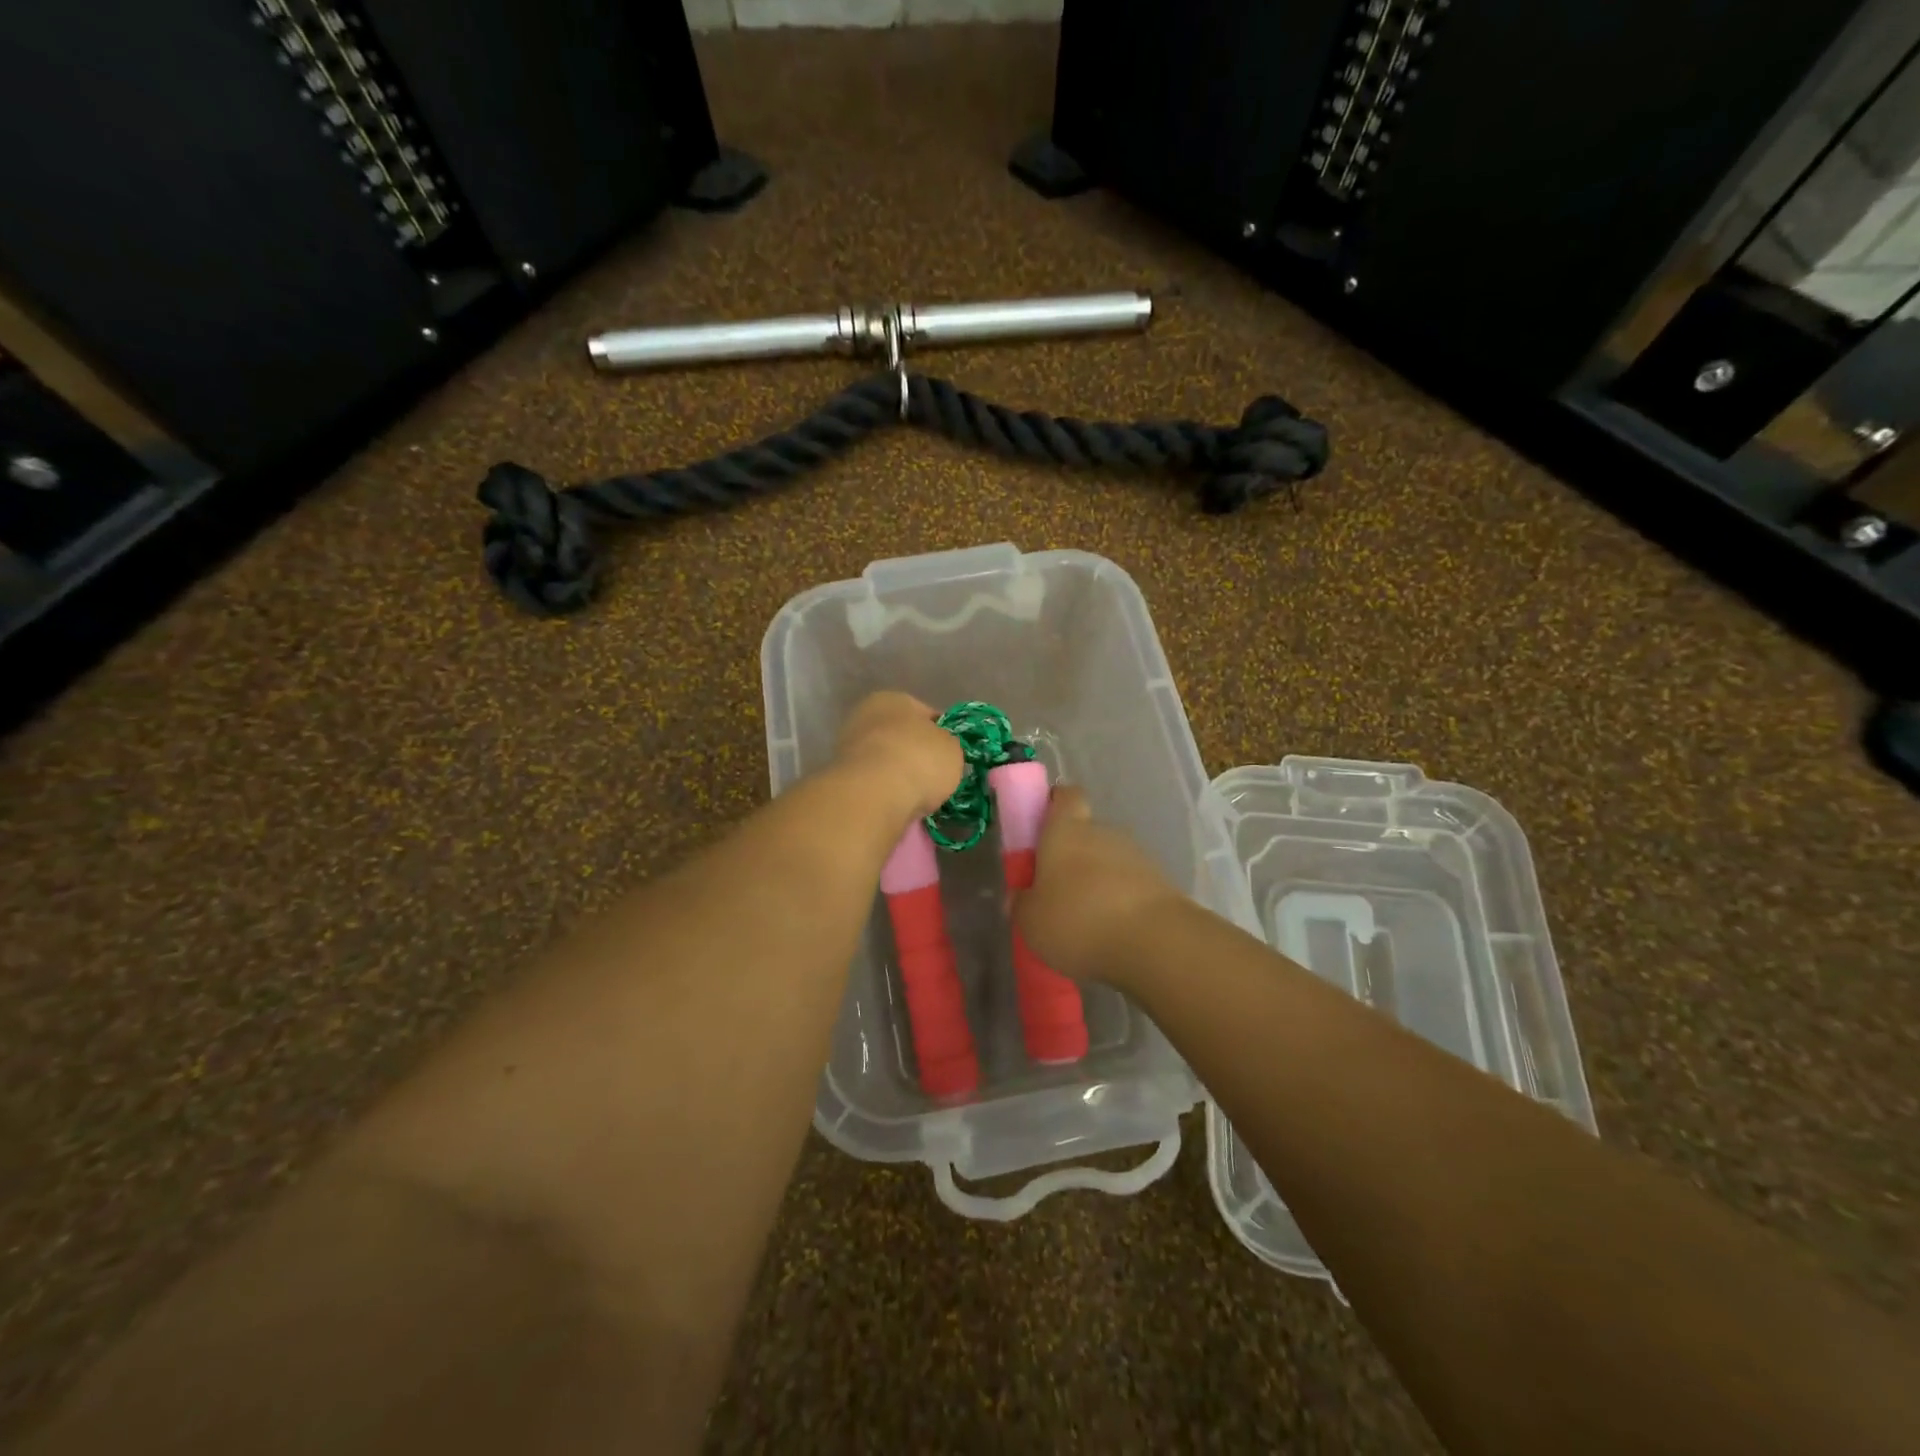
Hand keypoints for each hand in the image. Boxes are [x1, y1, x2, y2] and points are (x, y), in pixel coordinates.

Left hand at [832, 692, 964, 822]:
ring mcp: (848, 746)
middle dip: (917, 755)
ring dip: (900, 775)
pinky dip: (886, 791)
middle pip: (902, 737)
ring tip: (918, 796)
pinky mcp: (841, 777)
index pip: (926, 714)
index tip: (952, 756)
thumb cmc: (919, 760)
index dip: (942, 735)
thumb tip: (940, 752)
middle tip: (935, 778)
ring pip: (886, 760)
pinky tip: (898, 803)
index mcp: (894, 698)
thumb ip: (947, 745)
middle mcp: (866, 715)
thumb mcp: (952, 748)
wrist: (873, 795)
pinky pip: (874, 782)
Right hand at [1012, 787, 1183, 983]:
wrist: (1153, 942)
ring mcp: (1136, 855)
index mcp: (1065, 830)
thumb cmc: (1078, 920)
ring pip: (1110, 860)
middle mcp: (1102, 832)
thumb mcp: (1030, 920)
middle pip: (1086, 832)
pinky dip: (1121, 901)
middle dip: (1073, 855)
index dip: (1055, 805)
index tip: (1043, 827)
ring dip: (1099, 880)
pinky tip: (1112, 931)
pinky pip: (1131, 885)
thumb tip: (1023, 895)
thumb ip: (1023, 903)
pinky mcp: (1161, 882)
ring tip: (1087, 919)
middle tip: (1058, 889)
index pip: (1065, 796)